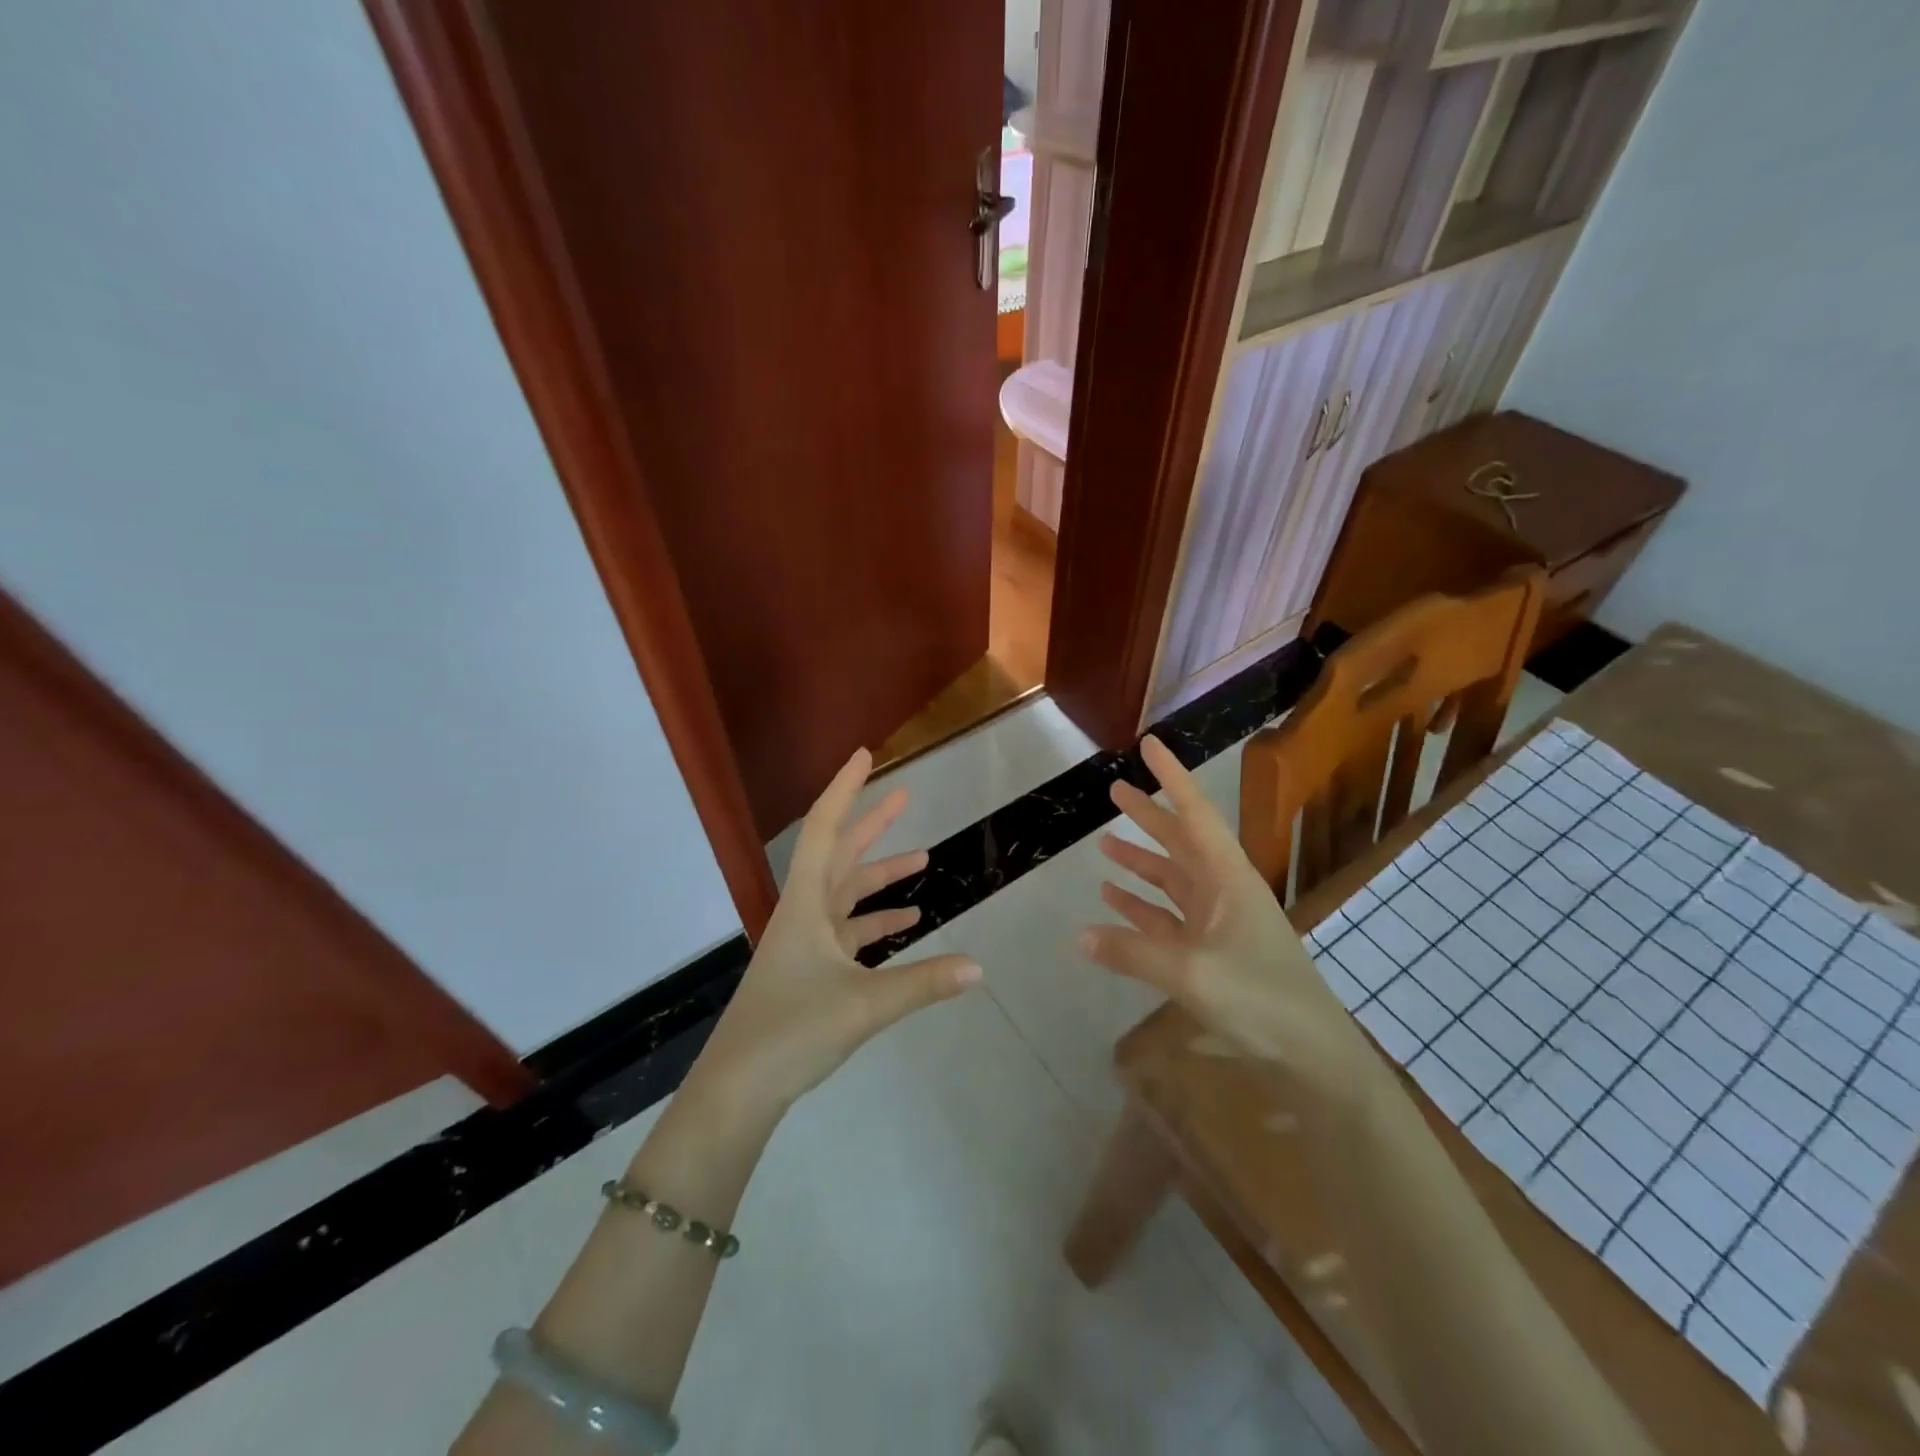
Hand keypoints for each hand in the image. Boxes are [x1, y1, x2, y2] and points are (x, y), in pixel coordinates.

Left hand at [693, 748, 980, 1116]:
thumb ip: (923, 984)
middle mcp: (804, 914)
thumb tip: (978, 968)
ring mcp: (806, 943)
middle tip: (905, 795)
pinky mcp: (812, 970)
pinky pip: (850, 932)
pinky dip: (878, 922)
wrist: (738, 1088)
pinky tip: (908, 924)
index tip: (865, 756)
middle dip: (872, 823)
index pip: (824, 830)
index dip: (845, 790)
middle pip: (839, 855)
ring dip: (882, 875)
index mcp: (806, 905)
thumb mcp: (864, 1005)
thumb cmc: (791, 1031)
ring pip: (848, 894)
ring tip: (923, 859)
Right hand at [1080, 736, 1371, 1091]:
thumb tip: (1080, 936)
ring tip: (1105, 844)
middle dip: (1149, 816)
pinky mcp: (1211, 952)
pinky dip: (1141, 907)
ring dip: (1141, 862)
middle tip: (1115, 791)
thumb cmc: (1262, 1000)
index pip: (1195, 814)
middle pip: (1180, 842)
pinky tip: (1114, 902)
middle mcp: (1223, 891)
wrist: (1312, 1055)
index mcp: (1228, 879)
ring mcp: (1217, 922)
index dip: (1172, 777)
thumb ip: (1134, 952)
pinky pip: (1168, 918)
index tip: (1149, 745)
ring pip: (1172, 879)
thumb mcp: (1193, 973)